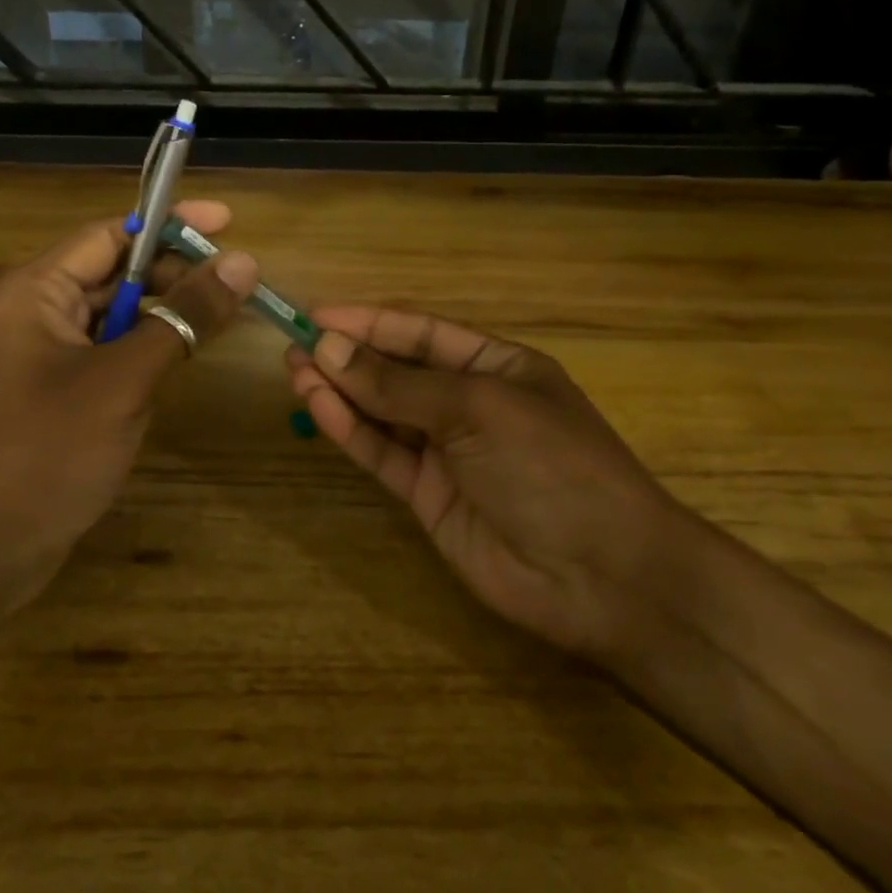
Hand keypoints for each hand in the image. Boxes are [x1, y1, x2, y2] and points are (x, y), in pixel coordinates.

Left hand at [0, 202, 258, 583]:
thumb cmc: (48, 454)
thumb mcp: (123, 380)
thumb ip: (183, 318)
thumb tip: (242, 262)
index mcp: (31, 293)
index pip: (109, 236)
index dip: (171, 226)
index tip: (229, 223)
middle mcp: (31, 313)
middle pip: (114, 274)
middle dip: (174, 276)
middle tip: (236, 286)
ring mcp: (41, 356)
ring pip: (115, 317)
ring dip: (164, 317)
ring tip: (218, 322)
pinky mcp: (54, 392)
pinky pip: (108, 354)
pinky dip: (145, 353)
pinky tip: (177, 367)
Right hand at [285, 308, 701, 663]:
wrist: (598, 575)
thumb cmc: (551, 466)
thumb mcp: (478, 410)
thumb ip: (399, 385)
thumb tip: (328, 349)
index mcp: (499, 366)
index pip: (423, 333)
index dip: (370, 323)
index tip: (316, 317)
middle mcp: (470, 403)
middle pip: (398, 371)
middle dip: (348, 357)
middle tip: (293, 346)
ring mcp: (448, 452)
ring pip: (383, 413)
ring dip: (341, 392)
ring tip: (293, 371)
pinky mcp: (428, 496)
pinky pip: (383, 454)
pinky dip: (351, 431)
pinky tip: (318, 407)